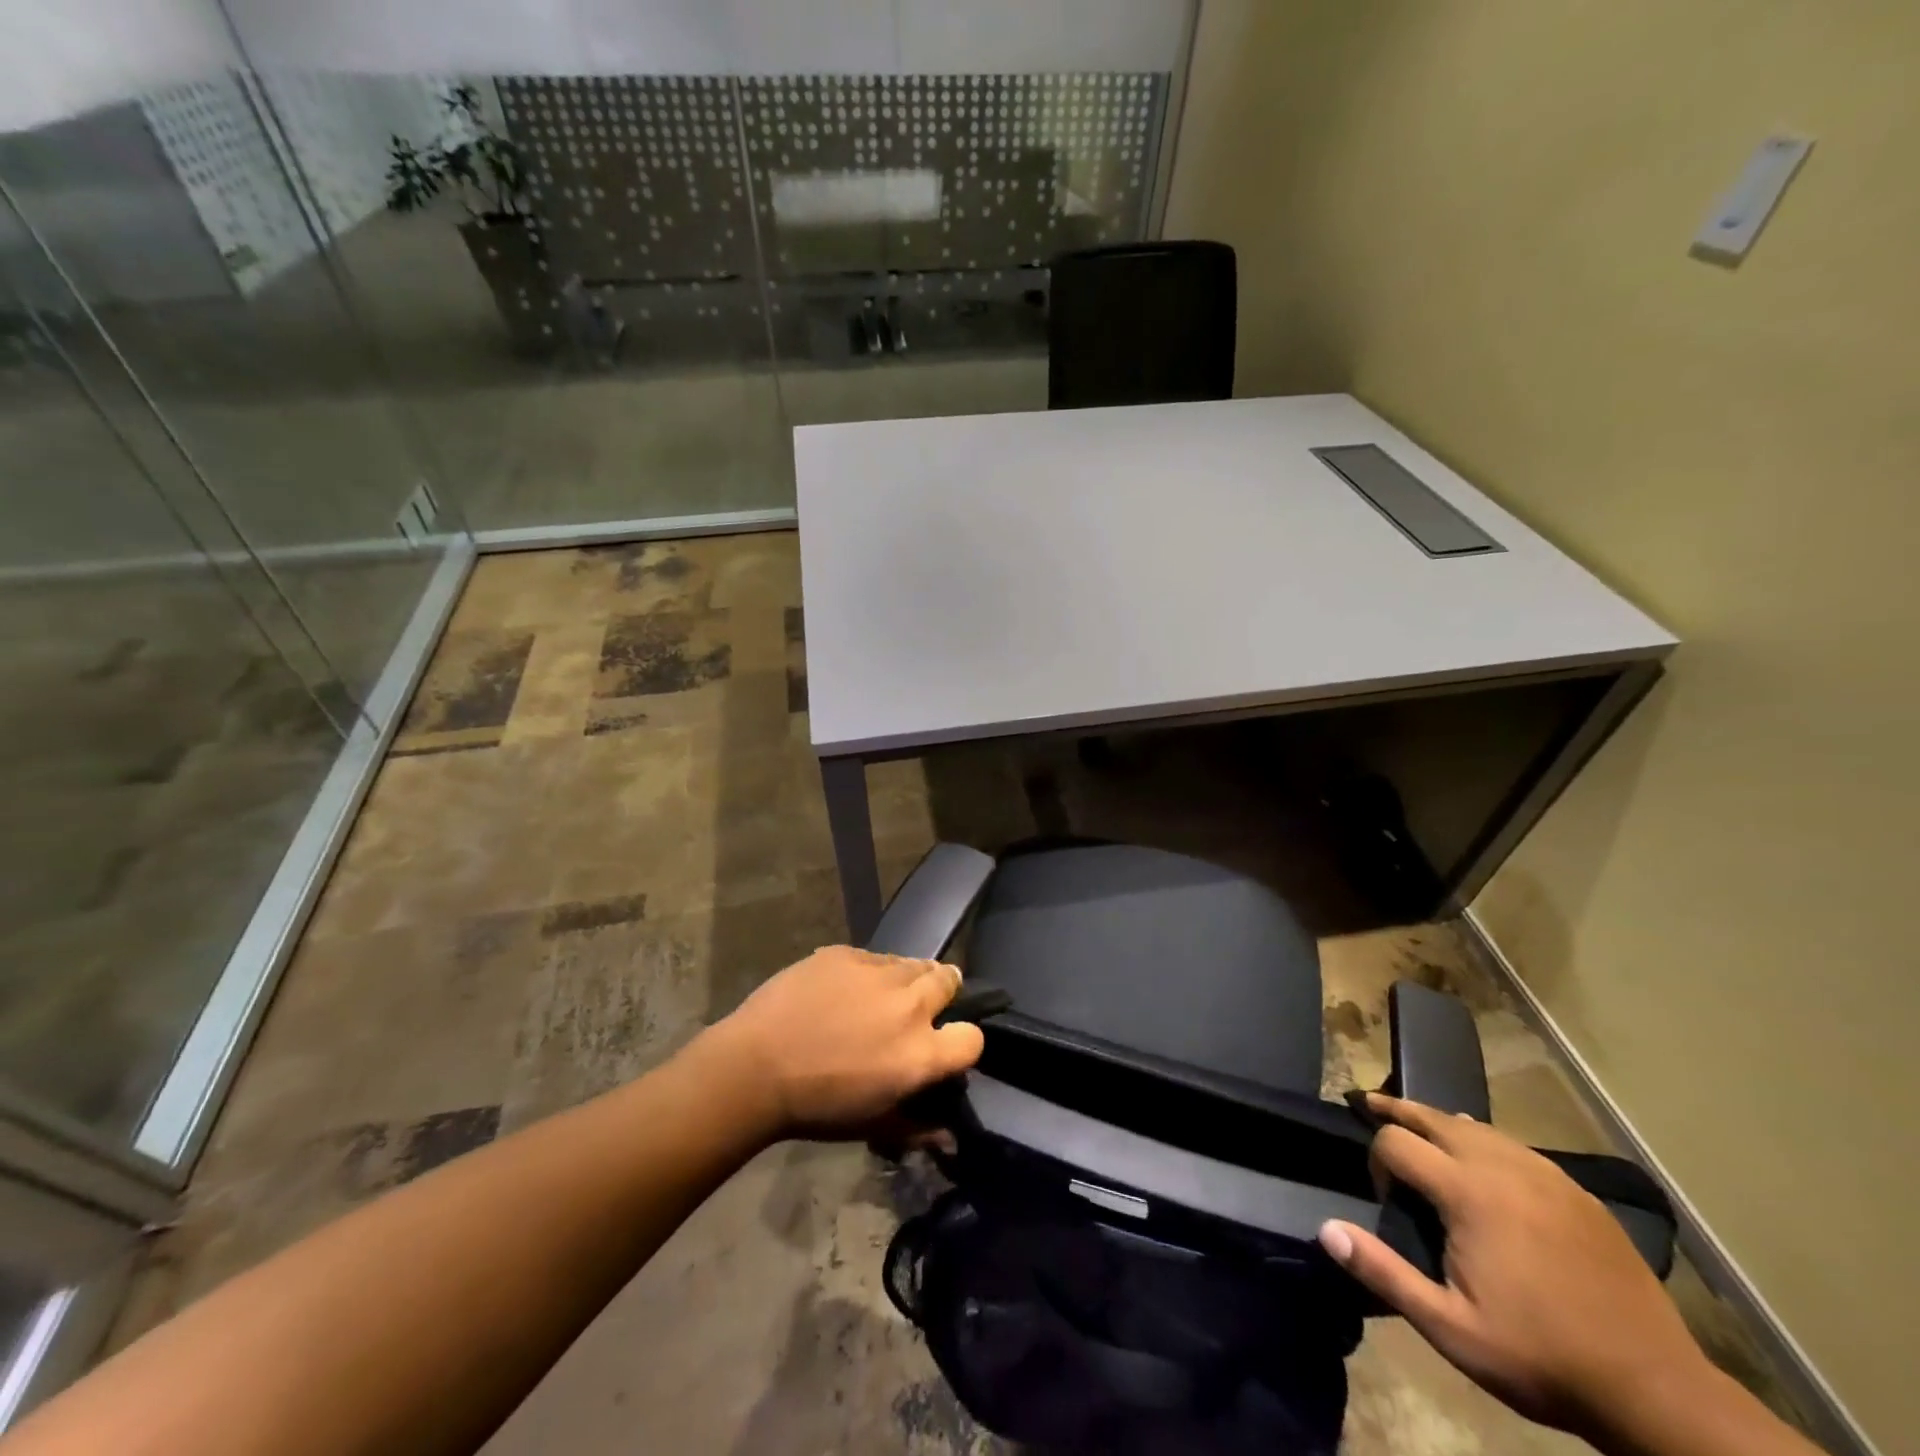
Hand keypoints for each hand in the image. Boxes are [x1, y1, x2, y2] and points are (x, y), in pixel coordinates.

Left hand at [704, 946, 984, 1139]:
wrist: (754, 1067)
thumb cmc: (817, 1107)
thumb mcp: (871, 1126)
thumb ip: (918, 1127)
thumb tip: (949, 1135)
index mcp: (921, 1052)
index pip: (972, 1038)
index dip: (963, 1043)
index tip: (945, 1045)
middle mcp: (909, 1004)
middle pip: (949, 980)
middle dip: (943, 991)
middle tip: (921, 1007)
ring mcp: (877, 972)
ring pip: (911, 963)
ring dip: (907, 979)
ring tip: (883, 996)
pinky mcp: (846, 953)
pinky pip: (873, 957)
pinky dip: (869, 972)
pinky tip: (843, 990)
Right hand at [1319, 1093, 1706, 1440]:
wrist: (1656, 1391)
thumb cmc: (1542, 1358)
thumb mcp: (1452, 1330)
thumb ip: (1385, 1273)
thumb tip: (1327, 1229)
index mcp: (1468, 1193)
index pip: (1396, 1141)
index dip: (1377, 1160)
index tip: (1385, 1197)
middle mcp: (1502, 1166)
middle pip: (1433, 1116)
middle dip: (1396, 1109)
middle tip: (1369, 1103)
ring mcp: (1545, 1175)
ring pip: (1476, 1126)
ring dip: (1439, 1121)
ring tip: (1419, 1126)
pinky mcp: (1575, 1191)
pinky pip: (1515, 1146)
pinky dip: (1483, 1139)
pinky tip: (1483, 1157)